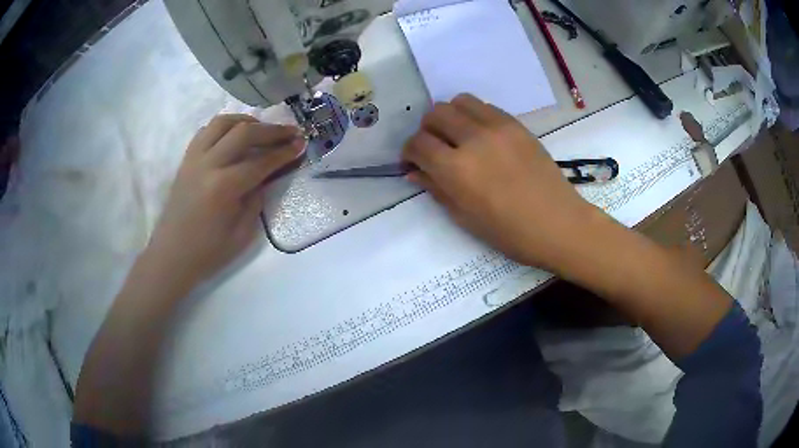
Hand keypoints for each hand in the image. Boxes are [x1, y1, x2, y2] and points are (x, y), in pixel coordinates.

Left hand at [145, 114, 303, 286]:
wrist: (172, 255)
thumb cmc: (208, 252)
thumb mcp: (242, 234)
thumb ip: (256, 200)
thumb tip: (264, 177)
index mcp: (224, 187)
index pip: (261, 161)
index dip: (284, 152)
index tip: (301, 144)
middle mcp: (208, 164)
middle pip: (244, 132)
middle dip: (271, 130)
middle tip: (290, 132)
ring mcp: (194, 159)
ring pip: (222, 122)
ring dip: (246, 121)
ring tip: (261, 128)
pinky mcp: (186, 160)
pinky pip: (205, 131)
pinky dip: (224, 127)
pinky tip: (233, 136)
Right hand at [402, 94, 598, 271]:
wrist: (558, 223)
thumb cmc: (509, 232)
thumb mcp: (464, 217)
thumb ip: (436, 188)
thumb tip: (414, 172)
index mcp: (456, 169)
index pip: (418, 143)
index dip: (409, 151)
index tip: (413, 161)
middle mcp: (473, 139)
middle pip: (435, 114)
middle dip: (427, 130)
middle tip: (434, 148)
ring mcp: (498, 127)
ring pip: (459, 101)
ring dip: (450, 116)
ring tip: (457, 136)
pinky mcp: (516, 124)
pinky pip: (486, 107)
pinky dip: (474, 116)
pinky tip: (482, 136)